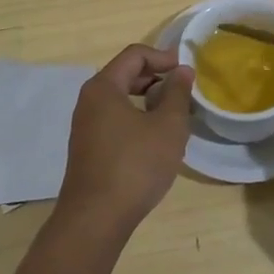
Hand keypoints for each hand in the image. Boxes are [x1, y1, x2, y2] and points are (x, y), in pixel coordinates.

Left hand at [57, 44, 194, 235]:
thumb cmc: (135, 165)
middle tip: (184, 93)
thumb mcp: (168, 126)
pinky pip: (115, 119)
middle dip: (157, 78)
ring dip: (148, 101)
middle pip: (125, 74)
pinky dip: (137, 119)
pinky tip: (156, 140)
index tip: (187, 71)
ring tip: (174, 117)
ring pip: (121, 99)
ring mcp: (85, 126)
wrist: (96, 219)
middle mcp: (89, 101)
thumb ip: (178, 93)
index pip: (135, 55)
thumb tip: (182, 70)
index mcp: (103, 87)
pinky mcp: (88, 148)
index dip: (163, 57)